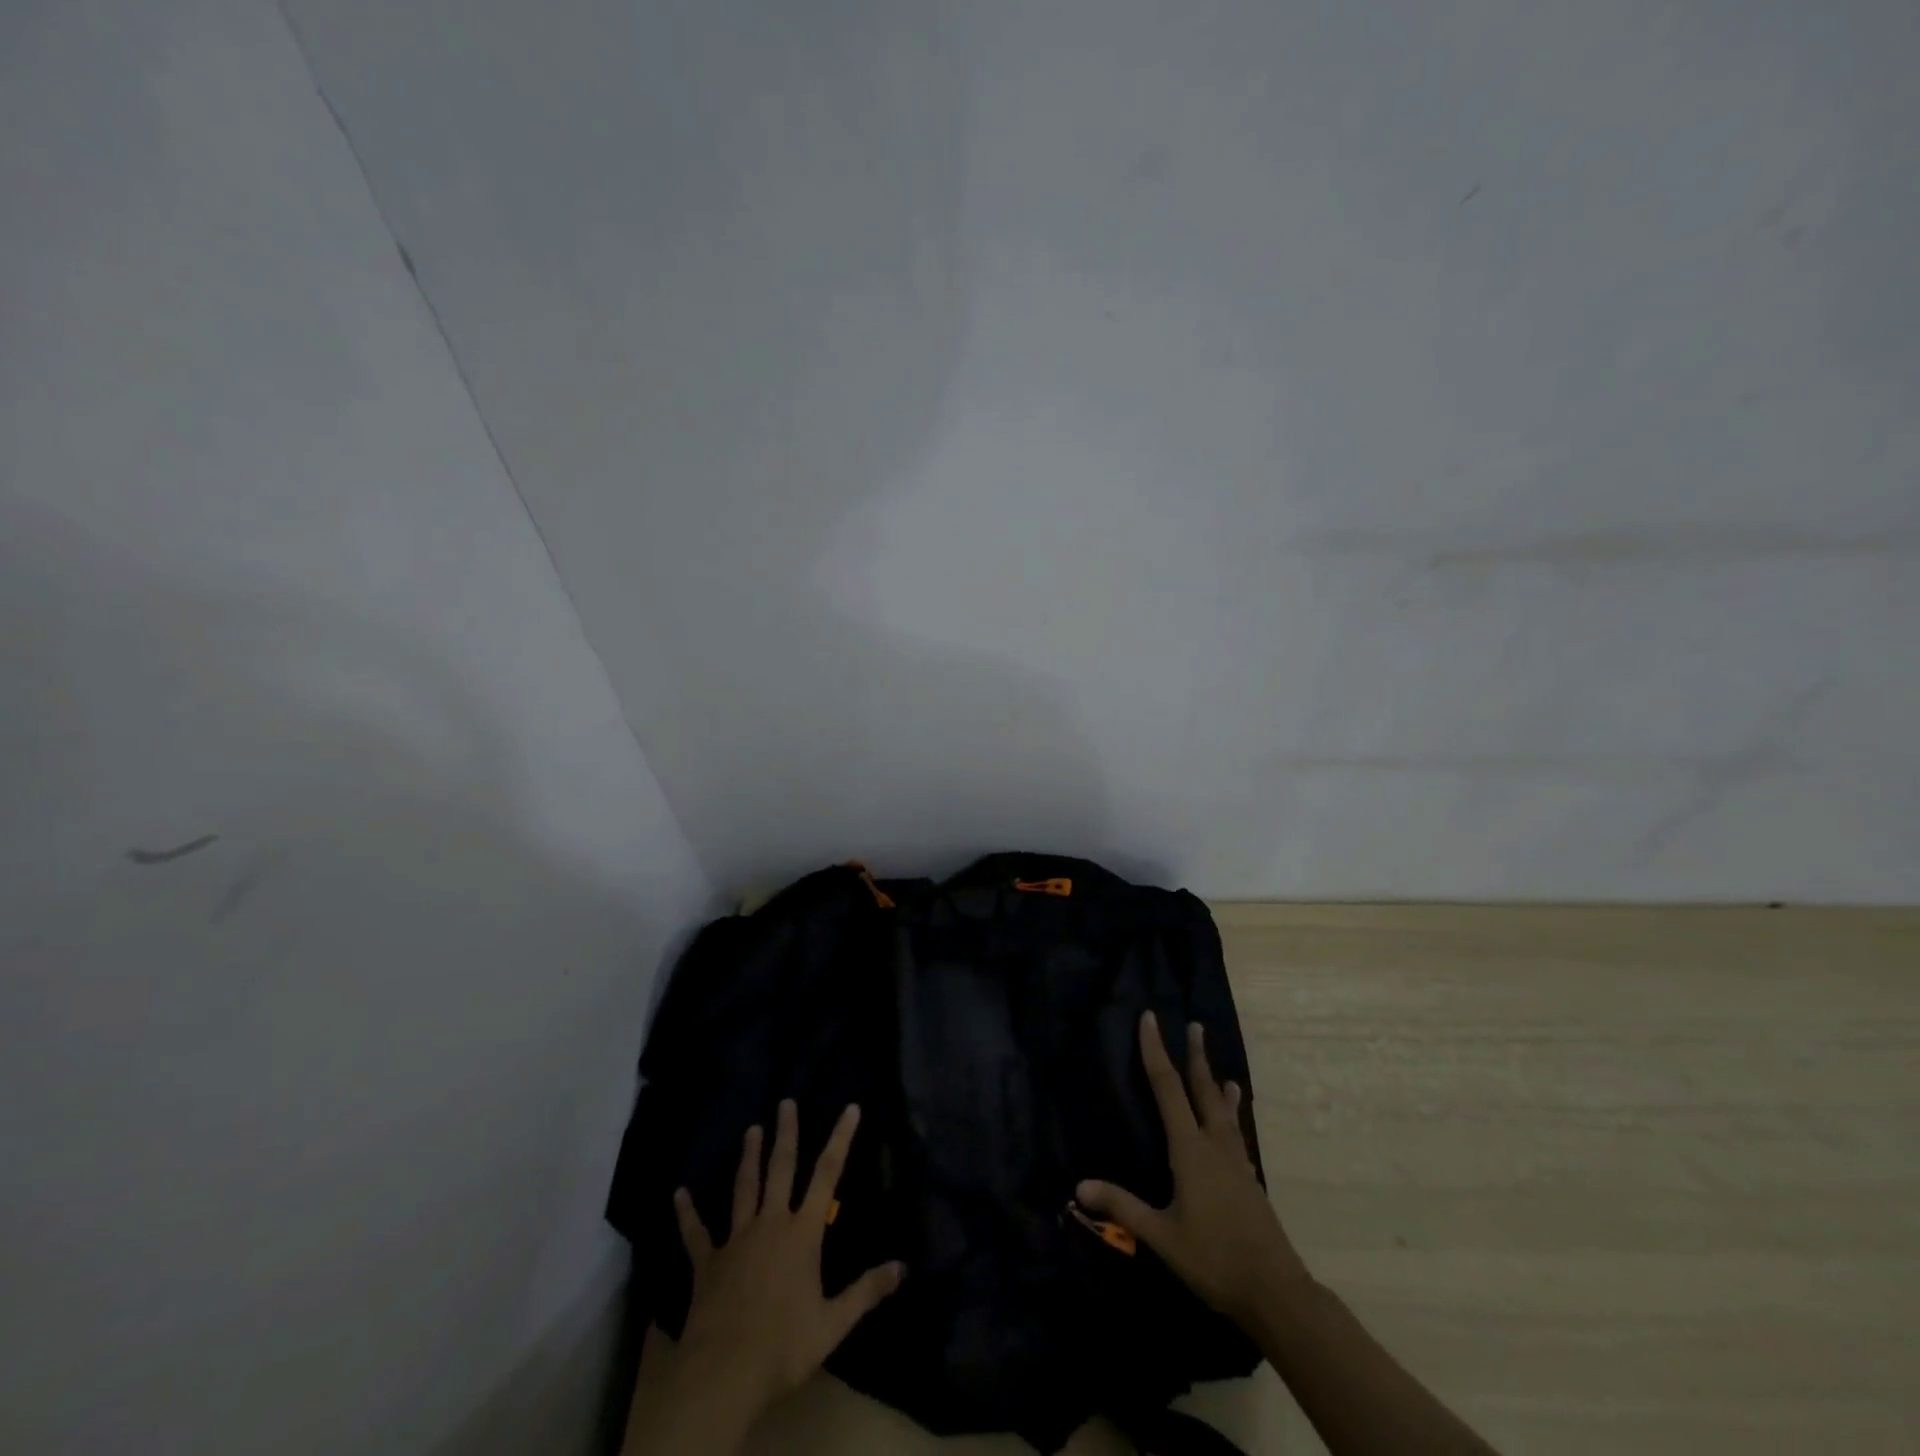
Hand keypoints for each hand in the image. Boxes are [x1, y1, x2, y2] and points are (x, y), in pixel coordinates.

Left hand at [673, 1099, 904, 1410]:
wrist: (724, 1372)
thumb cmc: (784, 1345)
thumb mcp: (833, 1323)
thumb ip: (866, 1291)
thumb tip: (902, 1267)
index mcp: (803, 1233)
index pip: (828, 1175)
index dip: (840, 1138)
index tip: (850, 1108)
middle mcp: (770, 1224)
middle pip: (780, 1169)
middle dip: (786, 1133)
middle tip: (786, 1102)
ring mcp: (736, 1240)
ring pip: (743, 1188)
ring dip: (748, 1158)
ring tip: (751, 1129)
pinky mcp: (708, 1262)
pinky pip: (695, 1233)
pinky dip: (687, 1213)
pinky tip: (678, 1194)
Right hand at [1078, 1012, 1308, 1326]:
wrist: (1276, 1291)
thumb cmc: (1214, 1259)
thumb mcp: (1162, 1236)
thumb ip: (1123, 1207)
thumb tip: (1079, 1186)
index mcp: (1190, 1150)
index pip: (1168, 1088)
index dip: (1156, 1051)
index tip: (1150, 1018)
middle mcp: (1215, 1146)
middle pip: (1203, 1090)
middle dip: (1196, 1056)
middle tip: (1196, 1026)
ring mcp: (1237, 1163)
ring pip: (1225, 1113)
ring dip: (1219, 1087)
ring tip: (1224, 1074)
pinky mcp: (1250, 1181)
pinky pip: (1238, 1138)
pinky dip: (1233, 1122)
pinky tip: (1235, 1133)